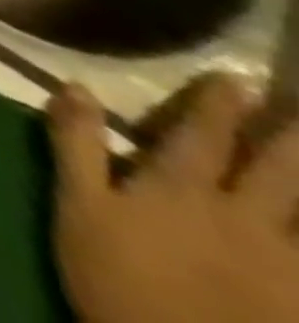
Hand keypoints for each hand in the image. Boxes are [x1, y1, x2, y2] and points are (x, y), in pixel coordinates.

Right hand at [48, 76, 298, 322]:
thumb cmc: (117, 278)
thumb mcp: (79, 207)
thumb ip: (77, 144)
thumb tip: (77, 85)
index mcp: (181, 191)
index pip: (204, 137)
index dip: (218, 105)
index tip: (236, 77)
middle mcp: (243, 221)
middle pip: (278, 174)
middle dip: (291, 139)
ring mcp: (287, 271)